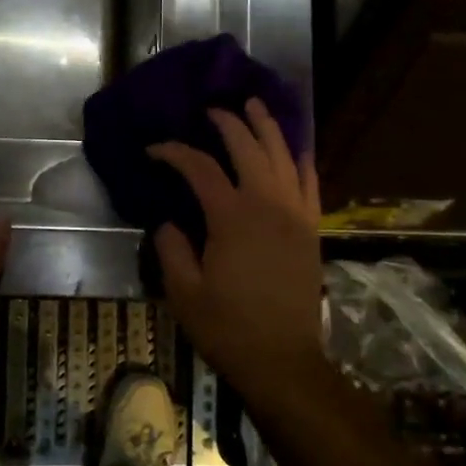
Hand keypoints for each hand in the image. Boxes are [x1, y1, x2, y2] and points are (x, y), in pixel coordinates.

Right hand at [149, 98, 324, 392]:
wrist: (282, 359)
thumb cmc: (227, 327)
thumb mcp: (184, 292)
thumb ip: (172, 248)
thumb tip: (168, 221)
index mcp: (232, 217)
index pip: (200, 168)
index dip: (174, 153)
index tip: (154, 150)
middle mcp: (267, 204)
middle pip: (248, 148)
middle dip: (227, 123)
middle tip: (210, 111)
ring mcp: (295, 214)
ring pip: (284, 156)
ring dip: (268, 128)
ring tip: (255, 106)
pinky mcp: (311, 229)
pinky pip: (311, 183)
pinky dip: (302, 160)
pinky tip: (297, 147)